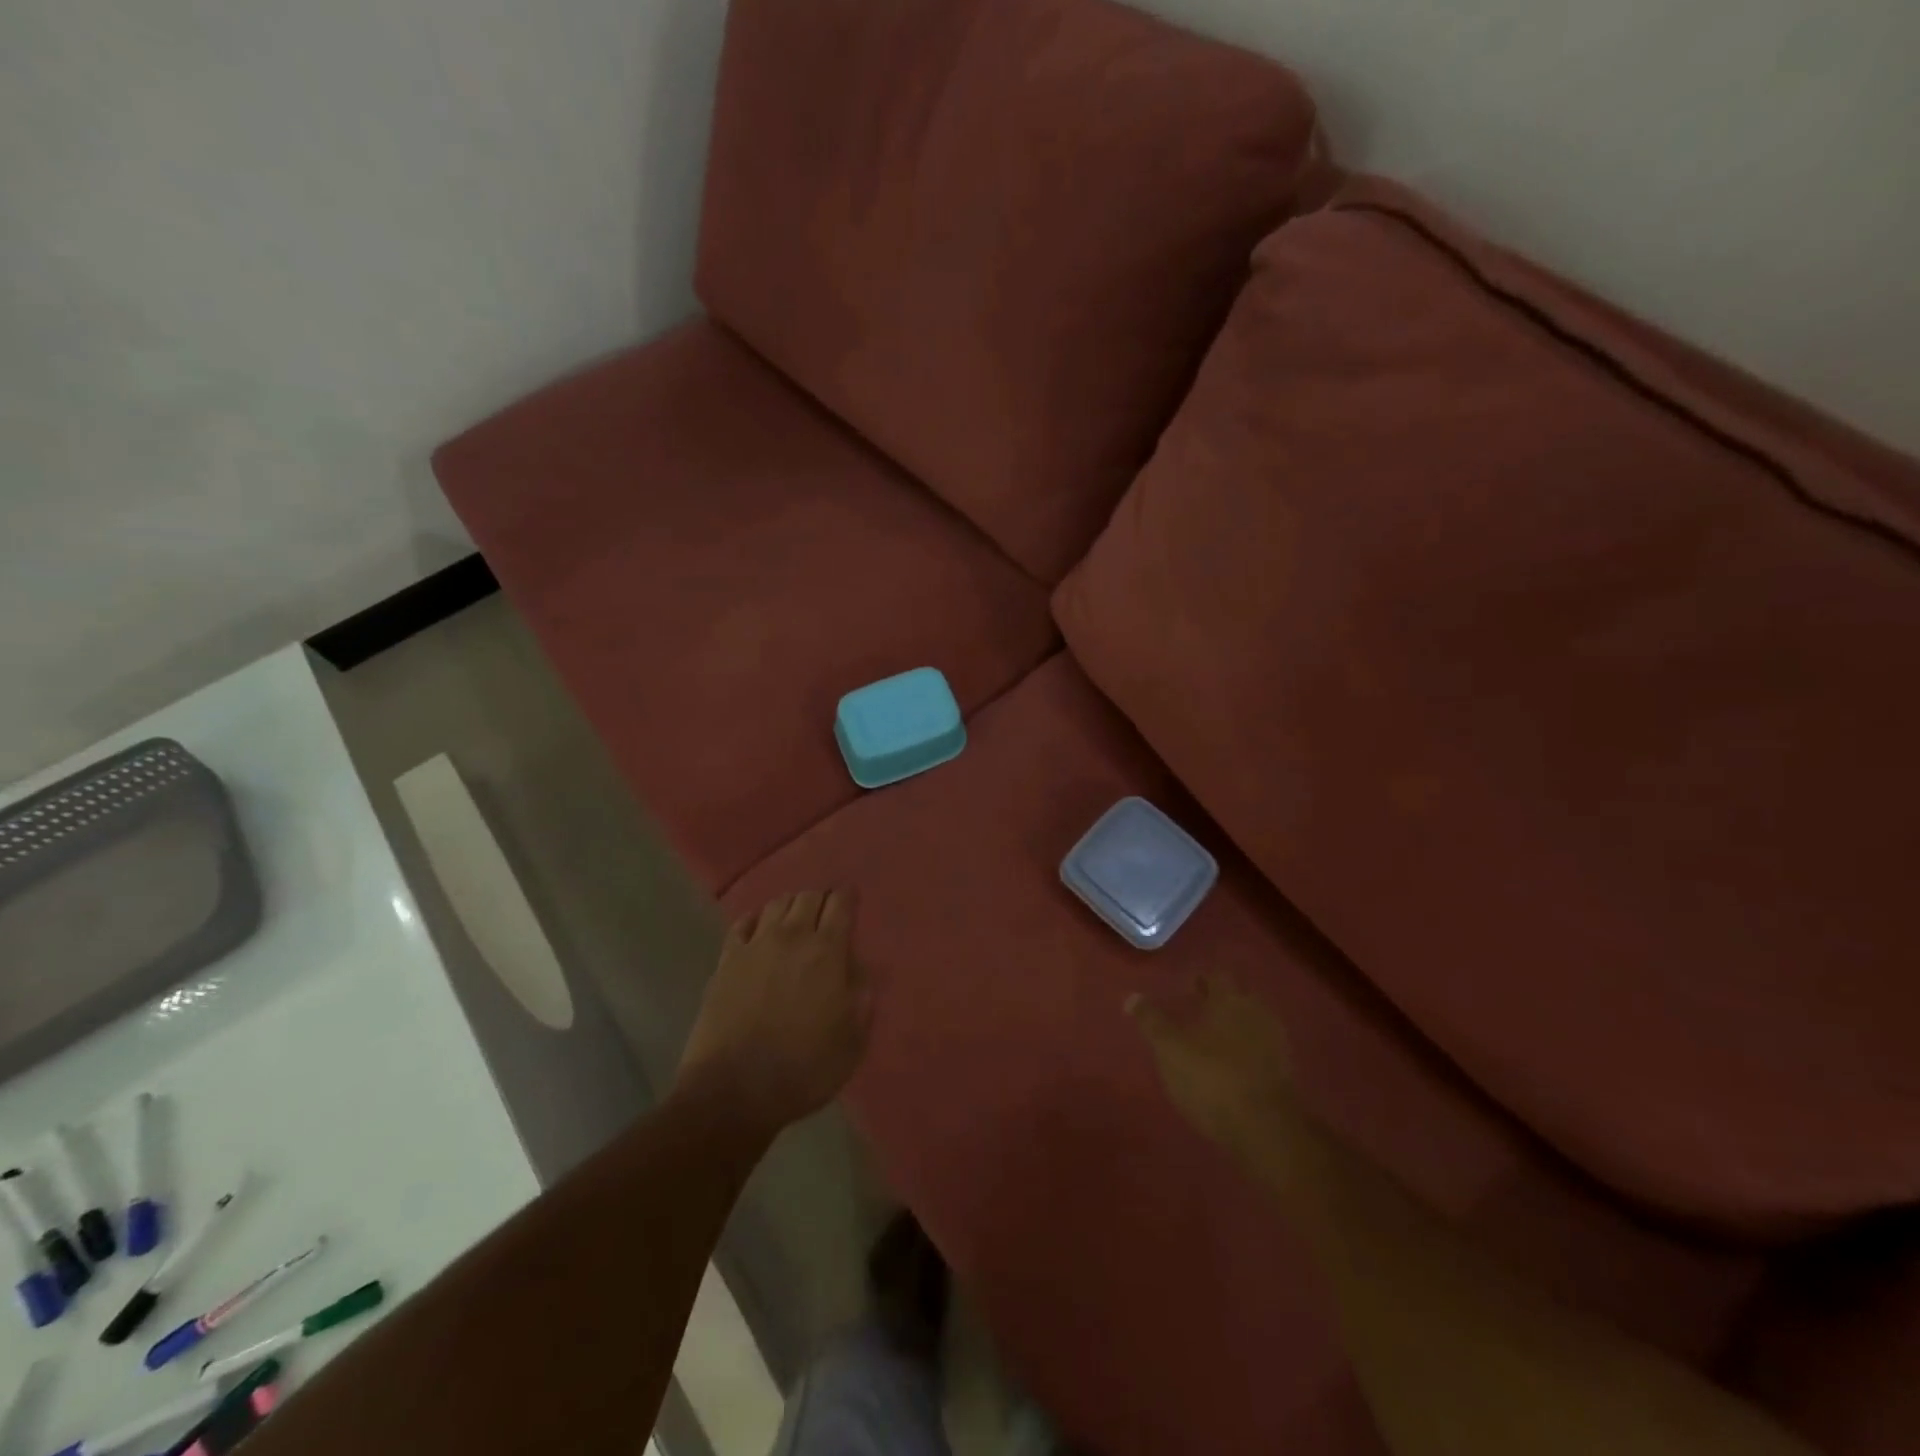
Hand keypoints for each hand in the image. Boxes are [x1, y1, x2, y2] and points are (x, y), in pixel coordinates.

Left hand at [676, 890, 871, 1137]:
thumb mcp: (852, 1042)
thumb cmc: (804, 1069)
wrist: (734, 1091)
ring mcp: (755, 946)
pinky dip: (756, 920)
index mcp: (827, 952)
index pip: (841, 904)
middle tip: (826, 916)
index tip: (852, 901)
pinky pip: (743, 924)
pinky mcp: (726, 961)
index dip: (849, 897)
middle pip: (808, 897)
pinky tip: (760, 931)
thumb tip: (861, 970)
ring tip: (795, 922)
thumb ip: (862, 999)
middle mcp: (792, 937)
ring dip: (791, 907)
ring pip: (776, 904)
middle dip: (821, 900)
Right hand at [1128, 974, 1299, 1156]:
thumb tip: (1132, 997)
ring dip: (1235, 1026)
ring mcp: (1277, 1043)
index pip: (1217, 976)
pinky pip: (1262, 1049)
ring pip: (1252, 1023)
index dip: (1200, 979)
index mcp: (1230, 1000)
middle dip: (1220, 1001)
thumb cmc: (1212, 1079)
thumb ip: (1152, 1021)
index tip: (1185, 988)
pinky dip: (1247, 1051)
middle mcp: (1257, 1013)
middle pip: (1239, 997)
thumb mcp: (1170, 1049)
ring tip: (1213, 1040)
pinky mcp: (1286, 1073)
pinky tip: (1232, 1066)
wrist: (1267, 1130)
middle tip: (1198, 1012)